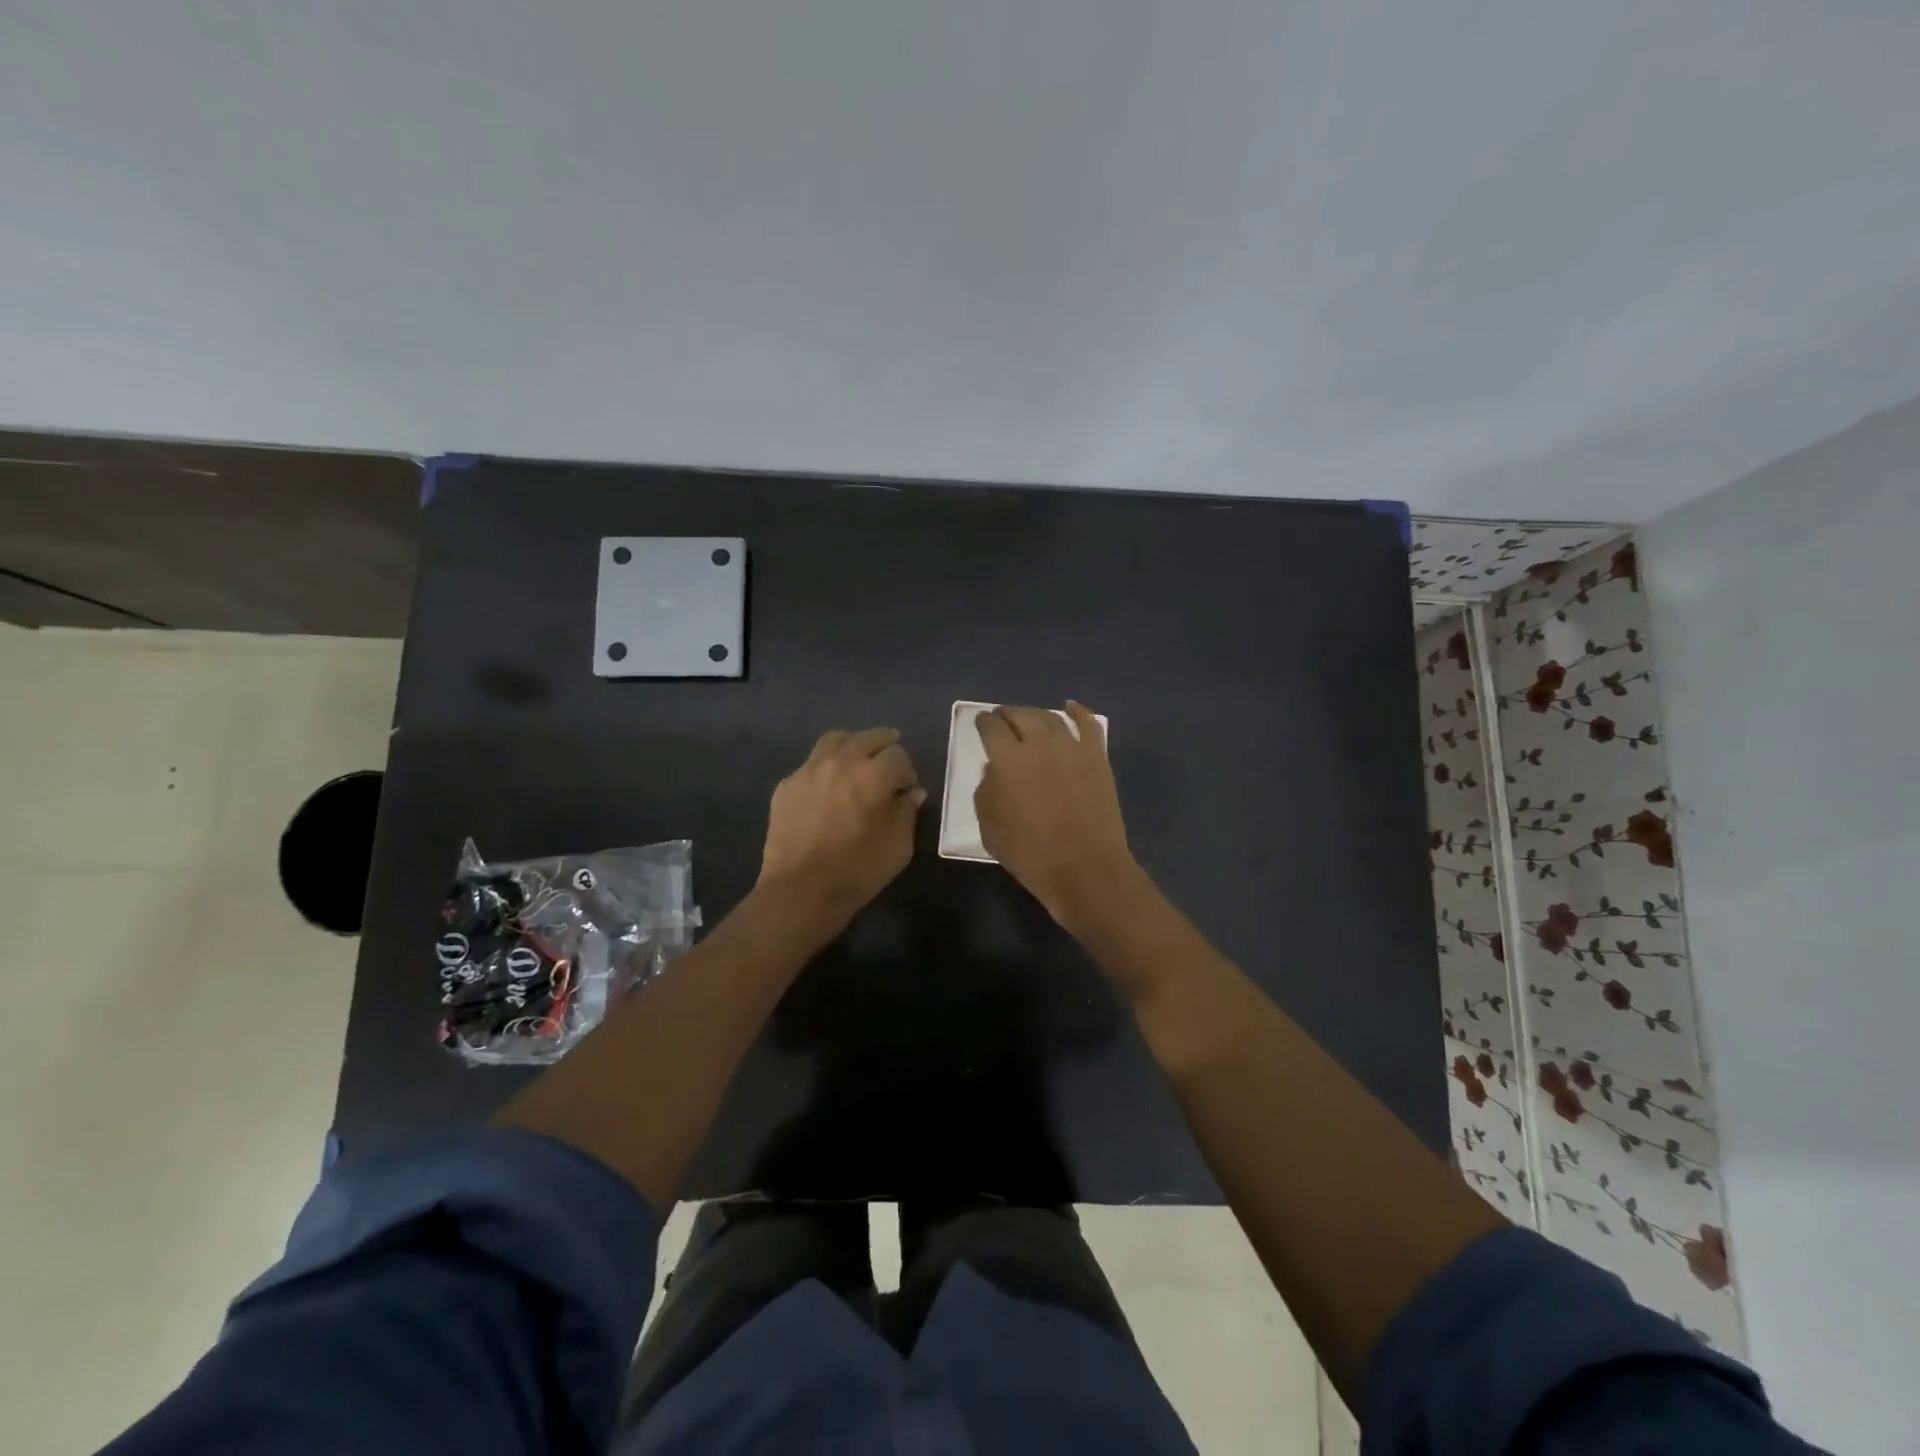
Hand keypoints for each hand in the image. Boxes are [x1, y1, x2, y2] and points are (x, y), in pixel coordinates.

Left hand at [759, 727, 925, 922]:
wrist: (800, 892)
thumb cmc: (857, 871)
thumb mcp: (898, 847)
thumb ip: (907, 813)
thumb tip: (912, 793)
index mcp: (873, 775)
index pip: (899, 755)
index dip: (907, 771)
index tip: (906, 790)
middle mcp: (841, 762)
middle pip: (869, 737)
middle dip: (885, 748)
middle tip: (888, 767)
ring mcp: (809, 770)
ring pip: (836, 740)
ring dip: (853, 746)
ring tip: (858, 763)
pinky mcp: (787, 785)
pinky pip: (811, 763)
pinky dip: (826, 767)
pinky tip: (828, 788)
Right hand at [975, 702, 1140, 925]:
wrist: (1084, 868)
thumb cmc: (1030, 853)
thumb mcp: (989, 827)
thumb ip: (986, 791)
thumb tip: (995, 771)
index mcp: (1007, 759)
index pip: (991, 727)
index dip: (983, 722)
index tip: (981, 722)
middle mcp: (1039, 743)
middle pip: (1021, 715)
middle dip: (1007, 714)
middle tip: (1002, 718)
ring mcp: (1072, 748)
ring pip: (1051, 718)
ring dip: (1036, 714)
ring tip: (1029, 718)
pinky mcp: (1097, 758)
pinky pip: (1088, 725)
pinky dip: (1078, 712)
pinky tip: (1070, 707)